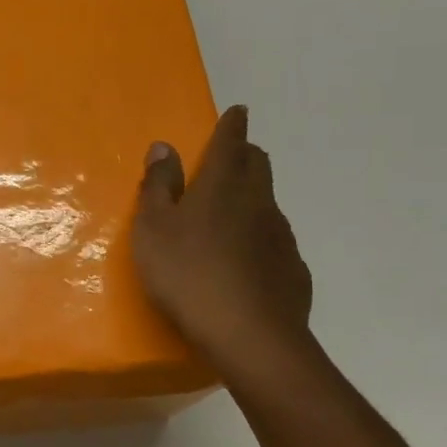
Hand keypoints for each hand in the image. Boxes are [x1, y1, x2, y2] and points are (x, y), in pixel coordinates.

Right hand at [134, 105, 313, 383]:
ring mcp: (281, 236)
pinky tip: (245, 260)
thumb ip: (158, 186)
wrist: (248, 335)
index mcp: (223, 185)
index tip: (237, 111)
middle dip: (245, 155)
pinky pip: (275, 240)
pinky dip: (259, 237)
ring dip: (251, 197)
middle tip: (228, 158)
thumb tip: (164, 146)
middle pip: (258, 165)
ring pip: (268, 203)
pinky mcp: (292, 268)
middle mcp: (259, 201)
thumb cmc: (187, 274)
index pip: (232, 142)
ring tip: (230, 214)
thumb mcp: (154, 229)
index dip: (232, 124)